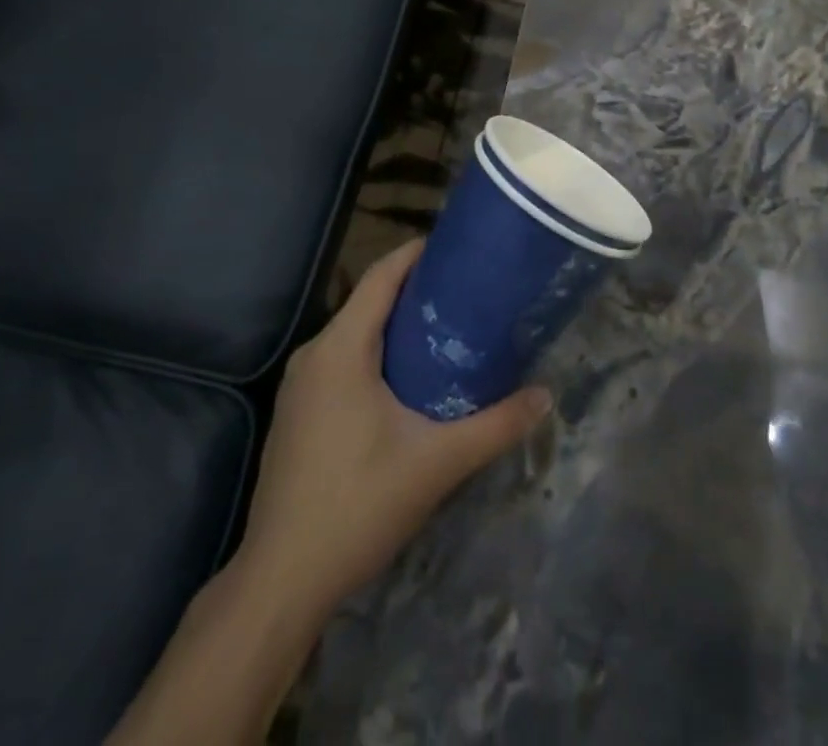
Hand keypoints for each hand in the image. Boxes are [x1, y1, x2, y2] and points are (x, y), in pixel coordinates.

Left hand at [237, 241, 551, 615]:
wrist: (282, 581)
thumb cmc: (358, 505)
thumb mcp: (437, 462)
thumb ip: (495, 425)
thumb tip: (545, 395)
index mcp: (340, 348)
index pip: (381, 277)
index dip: (417, 254)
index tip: (458, 247)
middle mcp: (314, 354)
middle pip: (369, 302)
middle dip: (416, 291)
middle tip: (467, 292)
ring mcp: (300, 386)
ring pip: (354, 334)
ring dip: (397, 325)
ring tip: (448, 329)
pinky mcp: (297, 413)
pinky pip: (341, 361)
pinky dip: (376, 354)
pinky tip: (408, 379)